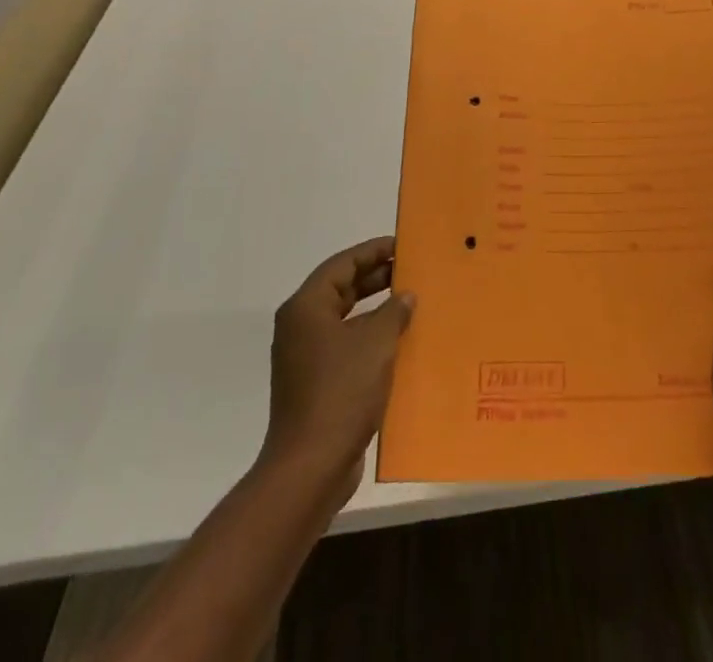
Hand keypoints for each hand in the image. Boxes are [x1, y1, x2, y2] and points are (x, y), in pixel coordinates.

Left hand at [261, 237, 414, 497]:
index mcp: (306, 308)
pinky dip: (371, 339)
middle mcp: (301, 327)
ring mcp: (306, 358)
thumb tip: (405, 295)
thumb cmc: (341, 392)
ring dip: (376, 310)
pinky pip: (346, 347)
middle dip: (376, 278)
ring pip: (346, 319)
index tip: (403, 245)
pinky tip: (400, 344)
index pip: (342, 264)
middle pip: (341, 289)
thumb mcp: (376, 342)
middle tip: (411, 270)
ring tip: (411, 303)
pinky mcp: (315, 384)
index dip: (373, 251)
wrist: (311, 467)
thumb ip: (393, 311)